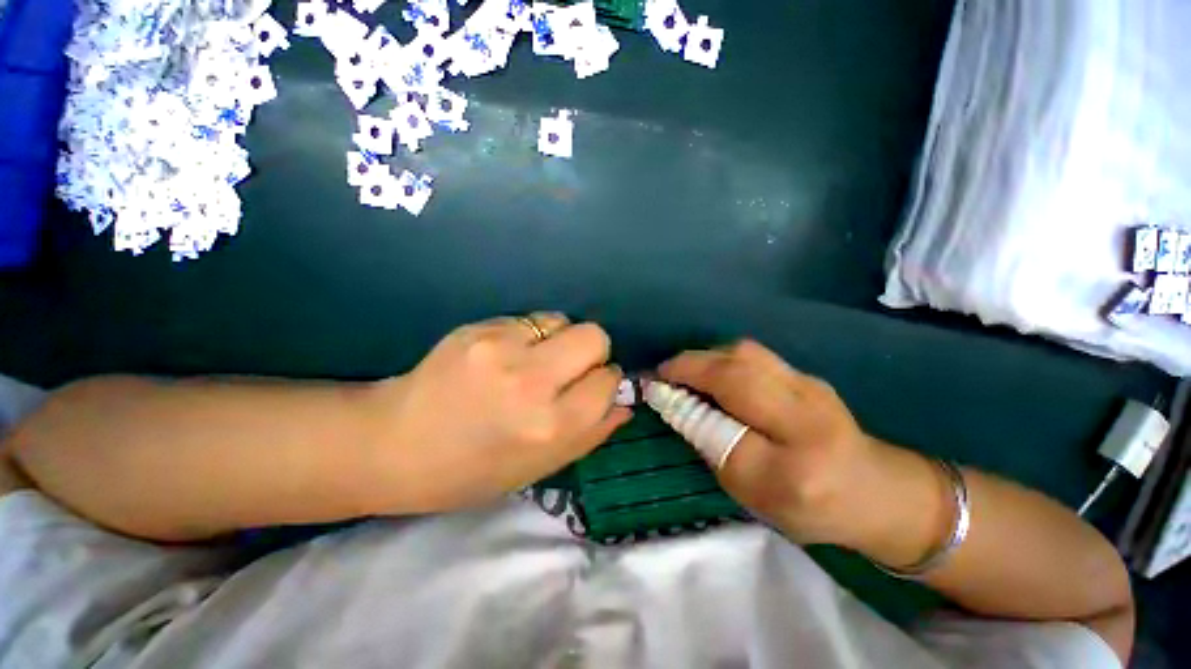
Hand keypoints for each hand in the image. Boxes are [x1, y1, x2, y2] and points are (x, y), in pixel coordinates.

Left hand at [378, 314, 630, 512]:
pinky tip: (503, 355)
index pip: (607, 382)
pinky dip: (527, 335)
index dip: (604, 382)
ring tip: (533, 360)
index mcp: (549, 427)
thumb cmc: (472, 470)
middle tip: (568, 368)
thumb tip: (625, 403)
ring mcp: (501, 348)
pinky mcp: (478, 329)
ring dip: (558, 339)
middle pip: (594, 336)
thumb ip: (591, 434)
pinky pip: (527, 319)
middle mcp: (530, 383)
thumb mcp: (539, 468)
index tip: (591, 386)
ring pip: (562, 320)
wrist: (395, 444)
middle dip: (593, 351)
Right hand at [659, 340, 881, 545]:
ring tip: (686, 371)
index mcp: (799, 470)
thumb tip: (677, 406)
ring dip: (705, 357)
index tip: (654, 391)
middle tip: (665, 374)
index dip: (686, 407)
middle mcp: (809, 417)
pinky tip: (714, 371)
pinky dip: (723, 357)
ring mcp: (811, 385)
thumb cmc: (810, 505)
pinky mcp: (806, 373)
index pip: (729, 434)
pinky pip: (753, 355)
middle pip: (739, 372)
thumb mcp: (753, 495)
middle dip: (691, 366)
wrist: (876, 489)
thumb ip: (714, 449)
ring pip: (745, 354)